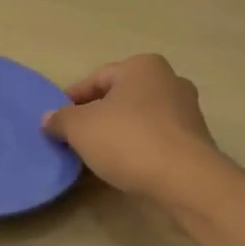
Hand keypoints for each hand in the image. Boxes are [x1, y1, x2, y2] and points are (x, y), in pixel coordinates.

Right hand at [42, 54, 220, 202]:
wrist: (185, 179)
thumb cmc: (128, 140)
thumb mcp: (80, 128)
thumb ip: (61, 119)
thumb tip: (49, 119)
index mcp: (142, 66)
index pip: (97, 78)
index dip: (72, 99)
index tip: (57, 121)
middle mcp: (169, 80)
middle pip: (120, 97)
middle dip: (96, 115)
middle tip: (75, 138)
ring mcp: (187, 111)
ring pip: (139, 118)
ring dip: (117, 132)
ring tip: (96, 155)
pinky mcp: (195, 140)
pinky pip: (155, 138)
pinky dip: (138, 148)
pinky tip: (124, 166)